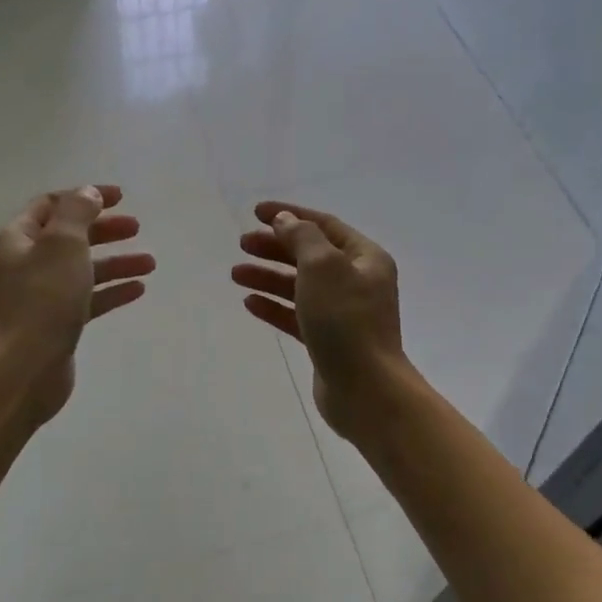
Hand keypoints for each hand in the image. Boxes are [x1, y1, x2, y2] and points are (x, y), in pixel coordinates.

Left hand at [0, 184, 153, 423]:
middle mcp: (25, 264)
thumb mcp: (63, 244)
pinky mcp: (56, 323)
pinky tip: (138, 289)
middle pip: (69, 237)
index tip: (121, 198)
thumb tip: (87, 193)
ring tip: (150, 263)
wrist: (26, 368)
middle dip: (104, 230)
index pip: (52, 205)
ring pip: (82, 269)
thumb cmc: (44, 299)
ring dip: (115, 262)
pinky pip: (87, 298)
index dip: (86, 196)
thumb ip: (78, 212)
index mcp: (18, 239)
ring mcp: (40, 296)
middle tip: (137, 228)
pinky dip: (111, 291)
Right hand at [231, 201, 410, 441]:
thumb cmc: (345, 320)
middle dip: (275, 247)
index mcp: (366, 258)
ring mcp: (343, 313)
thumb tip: (285, 221)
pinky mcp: (329, 341)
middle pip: (310, 255)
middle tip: (242, 244)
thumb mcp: (323, 267)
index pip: (324, 225)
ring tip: (236, 274)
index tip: (255, 212)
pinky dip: (274, 306)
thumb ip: (302, 237)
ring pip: (300, 286)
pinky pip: (297, 315)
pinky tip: (250, 303)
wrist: (365, 389)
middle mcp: (358, 282)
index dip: (290, 215)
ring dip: (269, 277)